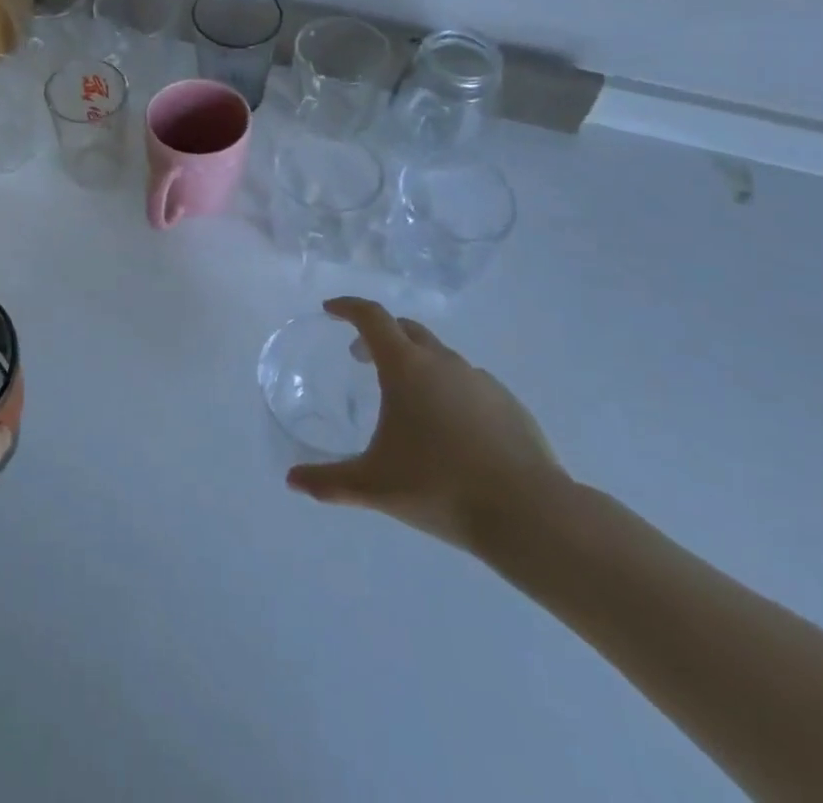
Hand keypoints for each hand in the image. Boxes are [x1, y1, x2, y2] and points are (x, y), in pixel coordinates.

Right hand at [286, 297, 568, 556]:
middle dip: (379, 335)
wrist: (530, 515)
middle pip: (405, 329)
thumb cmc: (440, 487)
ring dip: (416, 362)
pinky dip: (449, 389)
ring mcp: (480, 380)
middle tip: (360, 358)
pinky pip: (468, 383)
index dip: (348, 308)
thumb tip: (292, 480)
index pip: (371, 316)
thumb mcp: (374, 486)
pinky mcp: (509, 404)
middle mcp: (442, 361)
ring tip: (406, 398)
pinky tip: (450, 427)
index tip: (330, 311)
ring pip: (439, 356)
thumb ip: (329, 481)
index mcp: (406, 366)